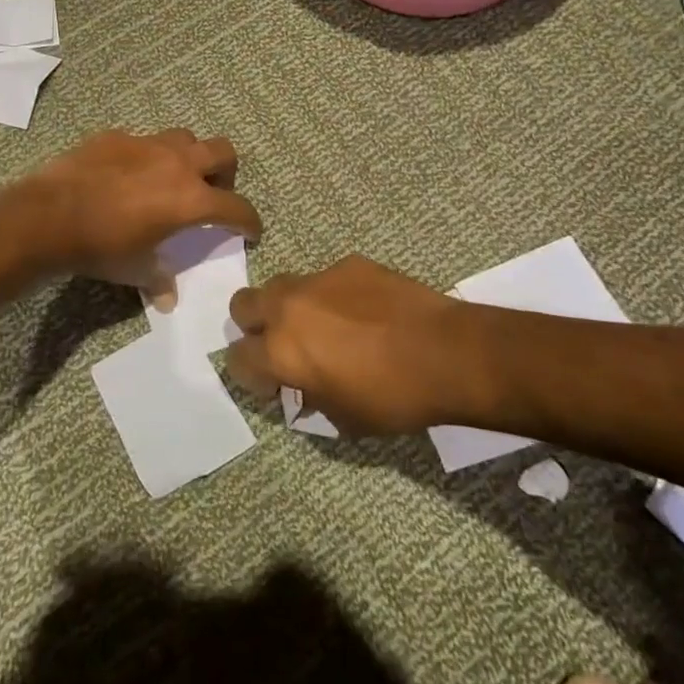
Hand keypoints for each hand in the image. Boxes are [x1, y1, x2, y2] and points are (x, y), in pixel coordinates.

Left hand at [26, 129, 261, 299]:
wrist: (50, 215)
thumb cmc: (102, 247)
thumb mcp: (135, 269)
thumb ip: (158, 280)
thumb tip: (167, 300)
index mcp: (190, 199)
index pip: (236, 207)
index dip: (250, 221)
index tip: (251, 230)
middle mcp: (177, 163)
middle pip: (222, 152)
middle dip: (227, 172)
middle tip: (213, 193)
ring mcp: (146, 144)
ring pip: (185, 138)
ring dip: (188, 156)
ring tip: (172, 178)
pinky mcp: (116, 136)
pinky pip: (143, 141)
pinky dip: (145, 156)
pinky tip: (127, 175)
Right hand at [225, 256, 480, 434]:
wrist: (446, 352)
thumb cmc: (393, 398)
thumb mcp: (345, 419)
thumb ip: (311, 399)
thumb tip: (304, 388)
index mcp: (281, 350)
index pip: (237, 358)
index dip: (251, 374)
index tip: (274, 384)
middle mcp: (288, 307)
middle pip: (242, 305)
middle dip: (254, 326)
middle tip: (285, 346)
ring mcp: (318, 279)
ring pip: (282, 285)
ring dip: (291, 307)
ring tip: (325, 327)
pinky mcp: (349, 264)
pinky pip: (326, 278)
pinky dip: (334, 296)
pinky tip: (365, 313)